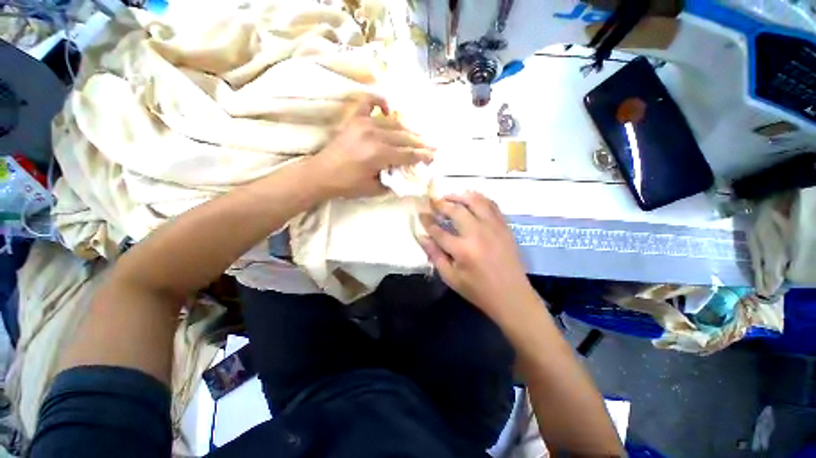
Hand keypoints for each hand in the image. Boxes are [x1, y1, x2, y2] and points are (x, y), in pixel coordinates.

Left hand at [312, 95, 432, 197]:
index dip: (422, 156)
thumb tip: (405, 174)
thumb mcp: (374, 188)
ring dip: (407, 129)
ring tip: (417, 133)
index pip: (408, 154)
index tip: (432, 157)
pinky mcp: (354, 119)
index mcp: (380, 154)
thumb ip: (392, 181)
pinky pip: (368, 102)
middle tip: (431, 145)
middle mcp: (375, 135)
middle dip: (420, 143)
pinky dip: (379, 102)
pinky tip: (387, 108)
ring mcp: (364, 124)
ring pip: (394, 123)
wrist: (322, 174)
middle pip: (404, 137)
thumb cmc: (348, 185)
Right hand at [418, 192, 532, 320]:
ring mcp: (493, 227)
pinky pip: (492, 205)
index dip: (427, 220)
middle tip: (433, 202)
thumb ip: (435, 255)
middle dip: (441, 204)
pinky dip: (479, 199)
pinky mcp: (504, 226)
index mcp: (462, 249)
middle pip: (456, 210)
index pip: (438, 230)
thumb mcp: (451, 277)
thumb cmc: (478, 290)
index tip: (420, 213)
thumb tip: (422, 236)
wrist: (512, 296)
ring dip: (460, 196)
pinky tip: (471, 200)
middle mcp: (478, 233)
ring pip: (475, 201)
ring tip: (450, 197)